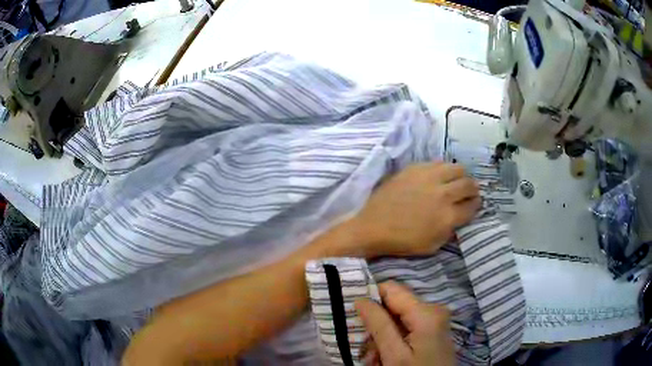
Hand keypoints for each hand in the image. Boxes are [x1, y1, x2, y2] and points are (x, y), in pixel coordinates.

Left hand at [352, 162, 479, 257]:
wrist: (373, 227)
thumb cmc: (402, 241)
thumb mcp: (432, 245)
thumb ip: (450, 229)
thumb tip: (459, 216)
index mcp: (447, 216)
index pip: (472, 206)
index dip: (476, 205)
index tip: (474, 204)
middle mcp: (442, 194)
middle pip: (468, 184)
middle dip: (473, 189)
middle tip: (469, 191)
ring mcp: (428, 178)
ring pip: (456, 168)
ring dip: (461, 175)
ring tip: (456, 181)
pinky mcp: (415, 168)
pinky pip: (437, 163)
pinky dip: (443, 169)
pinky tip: (439, 175)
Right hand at [355, 282, 454, 365]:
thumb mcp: (394, 355)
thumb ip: (379, 325)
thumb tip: (361, 299)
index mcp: (426, 312)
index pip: (391, 289)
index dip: (370, 299)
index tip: (356, 319)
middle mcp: (433, 310)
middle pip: (394, 306)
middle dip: (376, 325)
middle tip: (367, 349)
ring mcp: (435, 321)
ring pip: (398, 319)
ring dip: (382, 337)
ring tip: (375, 359)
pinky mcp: (433, 331)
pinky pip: (407, 328)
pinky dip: (393, 340)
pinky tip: (387, 358)